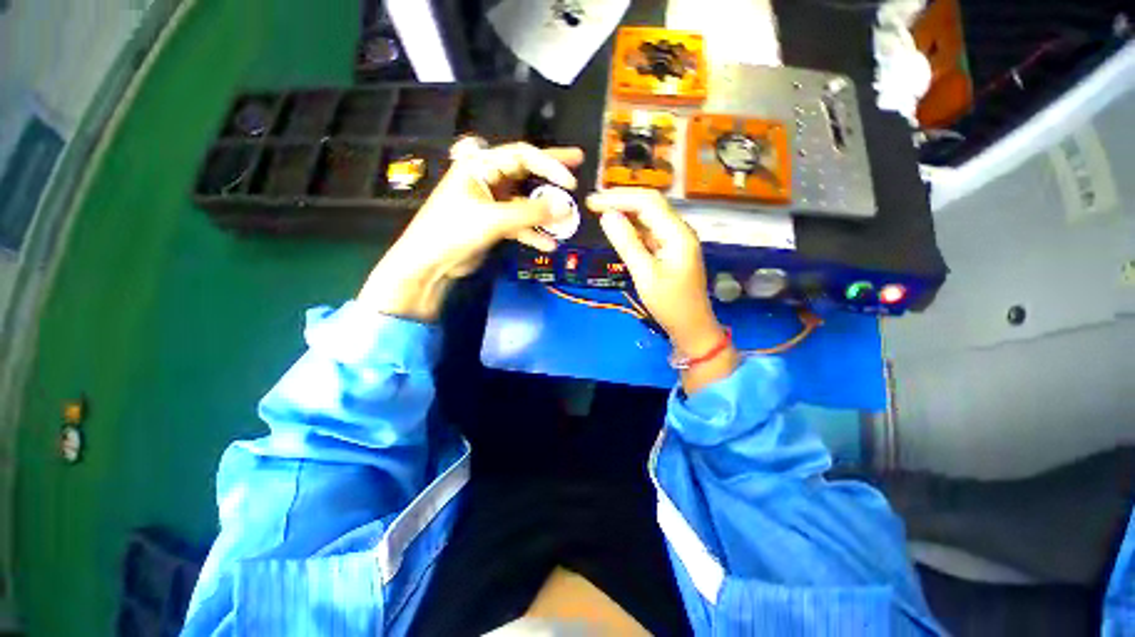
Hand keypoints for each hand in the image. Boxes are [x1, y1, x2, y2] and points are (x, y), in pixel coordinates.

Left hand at [360, 142, 584, 320]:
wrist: (425, 266)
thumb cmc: (451, 231)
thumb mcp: (493, 219)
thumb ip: (531, 212)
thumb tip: (566, 208)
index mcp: (479, 165)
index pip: (521, 155)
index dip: (549, 164)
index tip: (571, 180)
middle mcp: (485, 177)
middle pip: (525, 170)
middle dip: (551, 173)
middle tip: (579, 164)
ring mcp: (488, 201)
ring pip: (524, 199)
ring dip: (544, 210)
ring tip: (568, 219)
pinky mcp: (489, 223)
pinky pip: (517, 221)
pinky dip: (532, 231)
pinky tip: (548, 244)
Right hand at [588, 188, 737, 391]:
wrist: (693, 328)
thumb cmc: (670, 305)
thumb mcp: (645, 275)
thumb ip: (626, 242)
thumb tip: (607, 215)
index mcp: (678, 233)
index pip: (647, 202)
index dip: (618, 197)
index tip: (591, 201)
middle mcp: (680, 229)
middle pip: (650, 202)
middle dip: (621, 199)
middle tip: (592, 203)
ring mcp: (678, 238)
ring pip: (650, 213)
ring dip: (626, 208)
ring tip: (599, 210)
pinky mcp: (673, 247)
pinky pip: (651, 227)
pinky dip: (633, 223)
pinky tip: (617, 226)